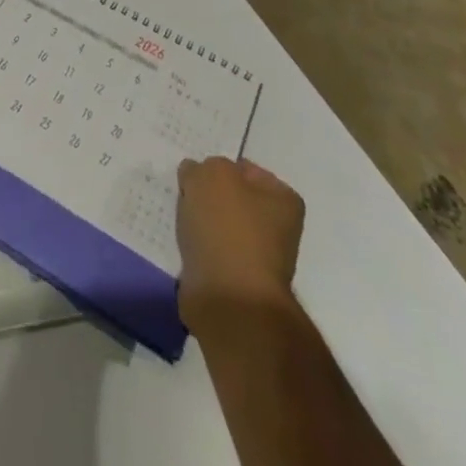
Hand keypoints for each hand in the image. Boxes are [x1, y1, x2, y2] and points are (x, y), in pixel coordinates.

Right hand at [176, 156, 304, 326]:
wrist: (229, 299)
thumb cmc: (227, 227)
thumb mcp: (212, 174)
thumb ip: (203, 166)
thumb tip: (197, 176)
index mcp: (283, 199)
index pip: (244, 169)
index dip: (217, 167)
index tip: (195, 174)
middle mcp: (277, 227)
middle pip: (231, 197)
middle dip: (207, 195)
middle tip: (185, 195)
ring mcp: (258, 256)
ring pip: (219, 223)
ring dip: (200, 221)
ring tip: (182, 221)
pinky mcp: (236, 280)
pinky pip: (211, 249)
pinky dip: (197, 246)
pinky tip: (185, 243)